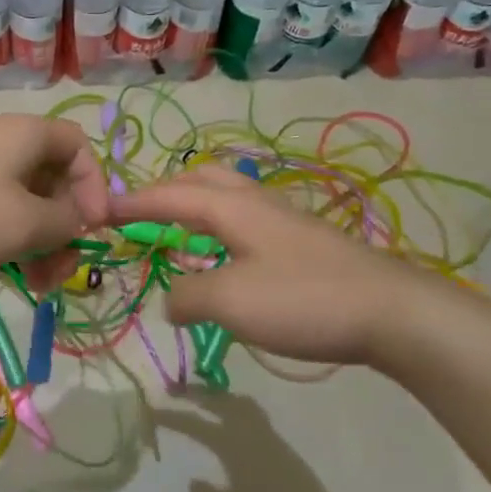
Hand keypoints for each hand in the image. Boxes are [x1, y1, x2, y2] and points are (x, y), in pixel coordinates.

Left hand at [0, 115, 108, 283]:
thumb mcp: (23, 224)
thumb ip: (66, 222)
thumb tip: (80, 218)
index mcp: (24, 135)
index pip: (79, 148)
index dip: (95, 188)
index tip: (92, 230)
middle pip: (50, 177)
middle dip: (63, 226)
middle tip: (59, 271)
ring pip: (19, 198)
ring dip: (35, 240)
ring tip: (32, 284)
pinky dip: (4, 236)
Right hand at [110, 163, 448, 367]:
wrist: (392, 312)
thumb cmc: (303, 299)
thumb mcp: (230, 302)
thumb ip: (188, 296)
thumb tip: (170, 298)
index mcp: (231, 207)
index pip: (168, 194)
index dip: (131, 202)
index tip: (98, 209)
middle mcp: (255, 202)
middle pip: (201, 179)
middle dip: (164, 191)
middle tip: (140, 214)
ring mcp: (284, 220)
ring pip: (227, 198)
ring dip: (194, 207)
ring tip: (177, 233)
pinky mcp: (303, 243)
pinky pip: (245, 222)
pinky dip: (218, 230)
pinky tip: (225, 259)